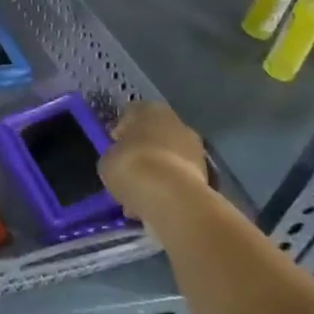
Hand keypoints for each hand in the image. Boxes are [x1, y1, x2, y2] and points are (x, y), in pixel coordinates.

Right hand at [99, 101, 208, 222]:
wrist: (171, 198)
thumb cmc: (132, 166)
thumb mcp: (107, 159)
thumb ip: (114, 155)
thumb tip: (120, 160)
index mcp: (149, 109)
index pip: (130, 114)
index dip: (120, 132)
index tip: (114, 148)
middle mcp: (176, 122)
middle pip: (153, 136)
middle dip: (141, 152)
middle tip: (128, 172)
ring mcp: (194, 149)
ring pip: (167, 159)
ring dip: (155, 173)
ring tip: (138, 195)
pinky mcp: (206, 175)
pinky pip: (178, 180)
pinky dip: (167, 190)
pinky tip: (153, 205)